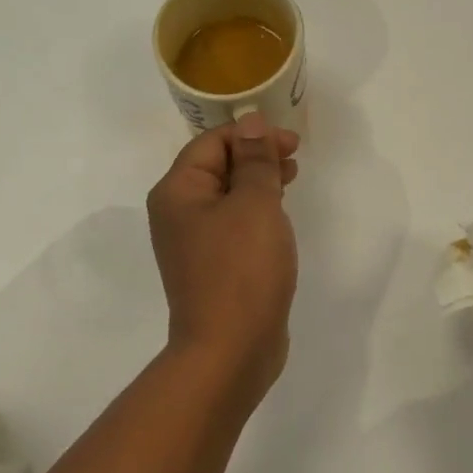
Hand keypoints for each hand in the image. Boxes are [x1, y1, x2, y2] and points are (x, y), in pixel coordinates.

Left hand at [147, 112, 300, 401]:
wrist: (230, 350)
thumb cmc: (241, 269)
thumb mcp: (254, 204)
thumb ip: (254, 161)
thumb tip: (251, 123)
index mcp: (177, 192)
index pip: (211, 143)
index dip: (251, 134)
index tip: (292, 142)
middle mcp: (177, 214)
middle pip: (216, 167)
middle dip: (256, 156)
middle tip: (295, 157)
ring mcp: (193, 244)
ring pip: (226, 197)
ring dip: (257, 182)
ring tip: (292, 178)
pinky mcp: (211, 268)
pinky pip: (232, 225)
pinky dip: (255, 212)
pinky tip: (278, 216)